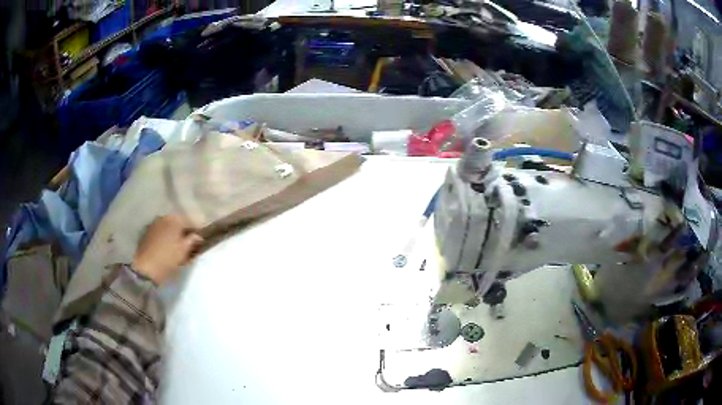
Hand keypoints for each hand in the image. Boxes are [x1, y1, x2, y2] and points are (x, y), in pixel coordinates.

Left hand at [132, 215, 203, 284]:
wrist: (146, 267)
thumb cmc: (168, 257)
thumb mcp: (184, 250)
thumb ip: (192, 240)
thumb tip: (198, 236)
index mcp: (174, 219)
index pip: (190, 221)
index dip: (197, 230)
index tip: (202, 239)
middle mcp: (164, 217)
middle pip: (178, 223)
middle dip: (185, 232)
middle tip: (191, 244)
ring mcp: (154, 224)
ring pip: (169, 228)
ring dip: (175, 235)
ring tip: (179, 247)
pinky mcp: (147, 233)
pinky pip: (161, 232)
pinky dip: (166, 238)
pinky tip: (168, 247)